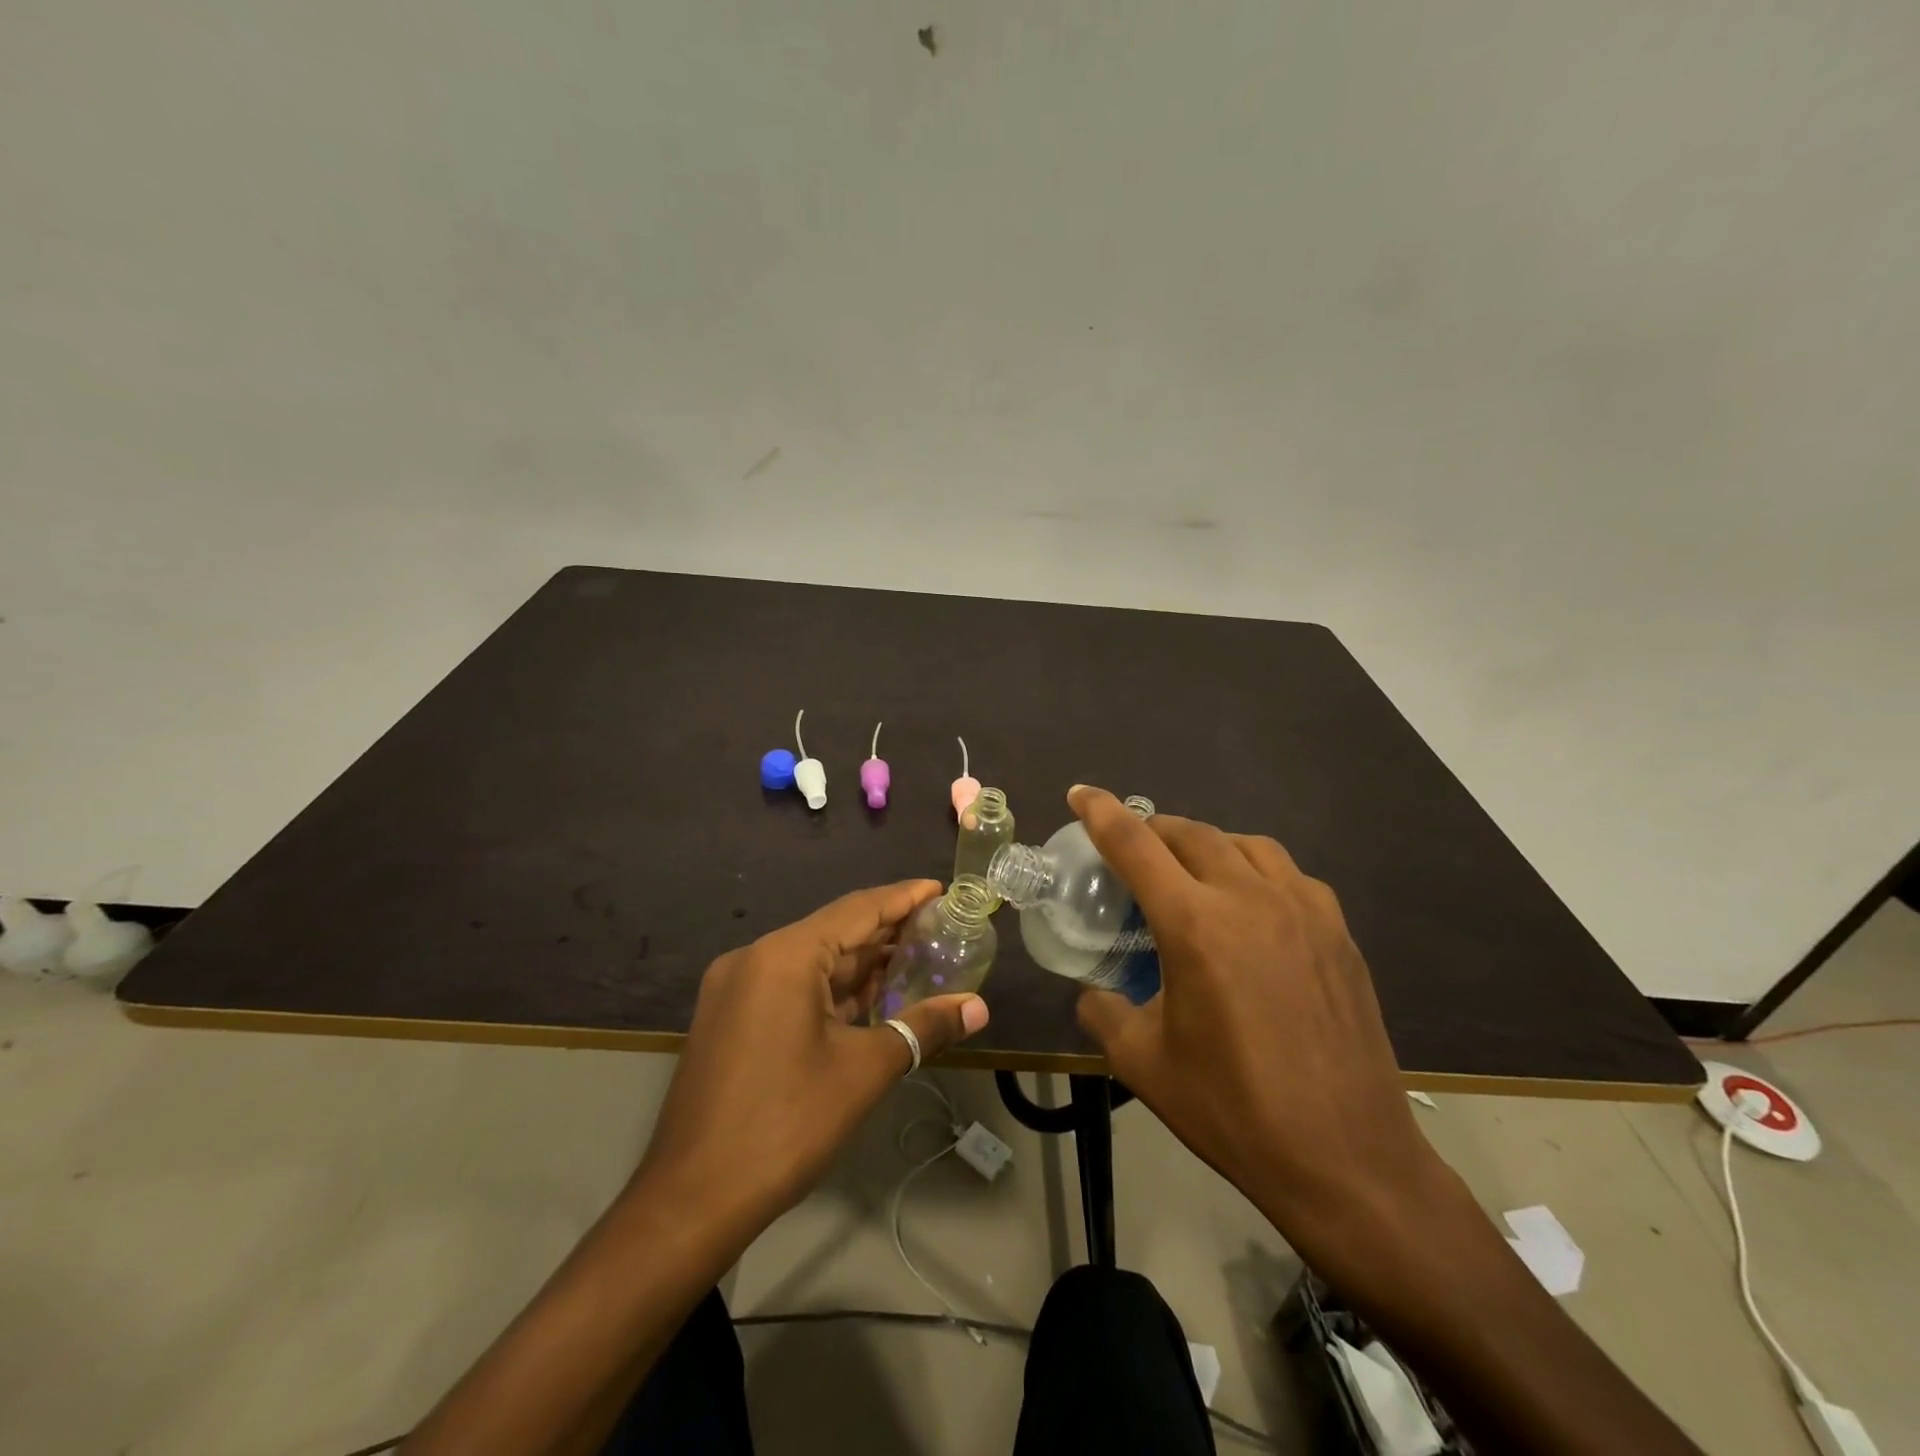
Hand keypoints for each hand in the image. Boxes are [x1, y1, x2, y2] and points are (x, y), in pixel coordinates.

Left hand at [633, 881, 990, 1239]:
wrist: (691, 1201)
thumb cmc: (785, 1125)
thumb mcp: (863, 1071)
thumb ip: (923, 1028)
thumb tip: (978, 1008)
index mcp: (783, 956)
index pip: (857, 909)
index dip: (903, 898)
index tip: (940, 889)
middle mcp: (755, 958)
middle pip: (833, 931)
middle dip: (886, 932)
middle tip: (938, 928)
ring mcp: (736, 989)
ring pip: (811, 961)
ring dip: (860, 964)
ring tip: (914, 960)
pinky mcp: (730, 1018)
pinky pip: (791, 986)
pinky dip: (831, 989)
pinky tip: (868, 998)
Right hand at [1068, 787, 1434, 1237]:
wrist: (1346, 1161)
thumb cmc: (1233, 1110)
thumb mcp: (1142, 1063)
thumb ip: (1103, 1011)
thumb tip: (1093, 992)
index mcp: (1196, 925)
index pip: (1136, 845)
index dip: (1101, 812)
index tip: (1079, 793)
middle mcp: (1250, 899)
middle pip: (1190, 833)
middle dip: (1152, 829)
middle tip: (1130, 848)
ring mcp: (1304, 911)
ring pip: (1245, 844)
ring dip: (1206, 844)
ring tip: (1189, 869)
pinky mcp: (1338, 933)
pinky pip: (1288, 875)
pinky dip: (1255, 870)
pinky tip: (1250, 905)